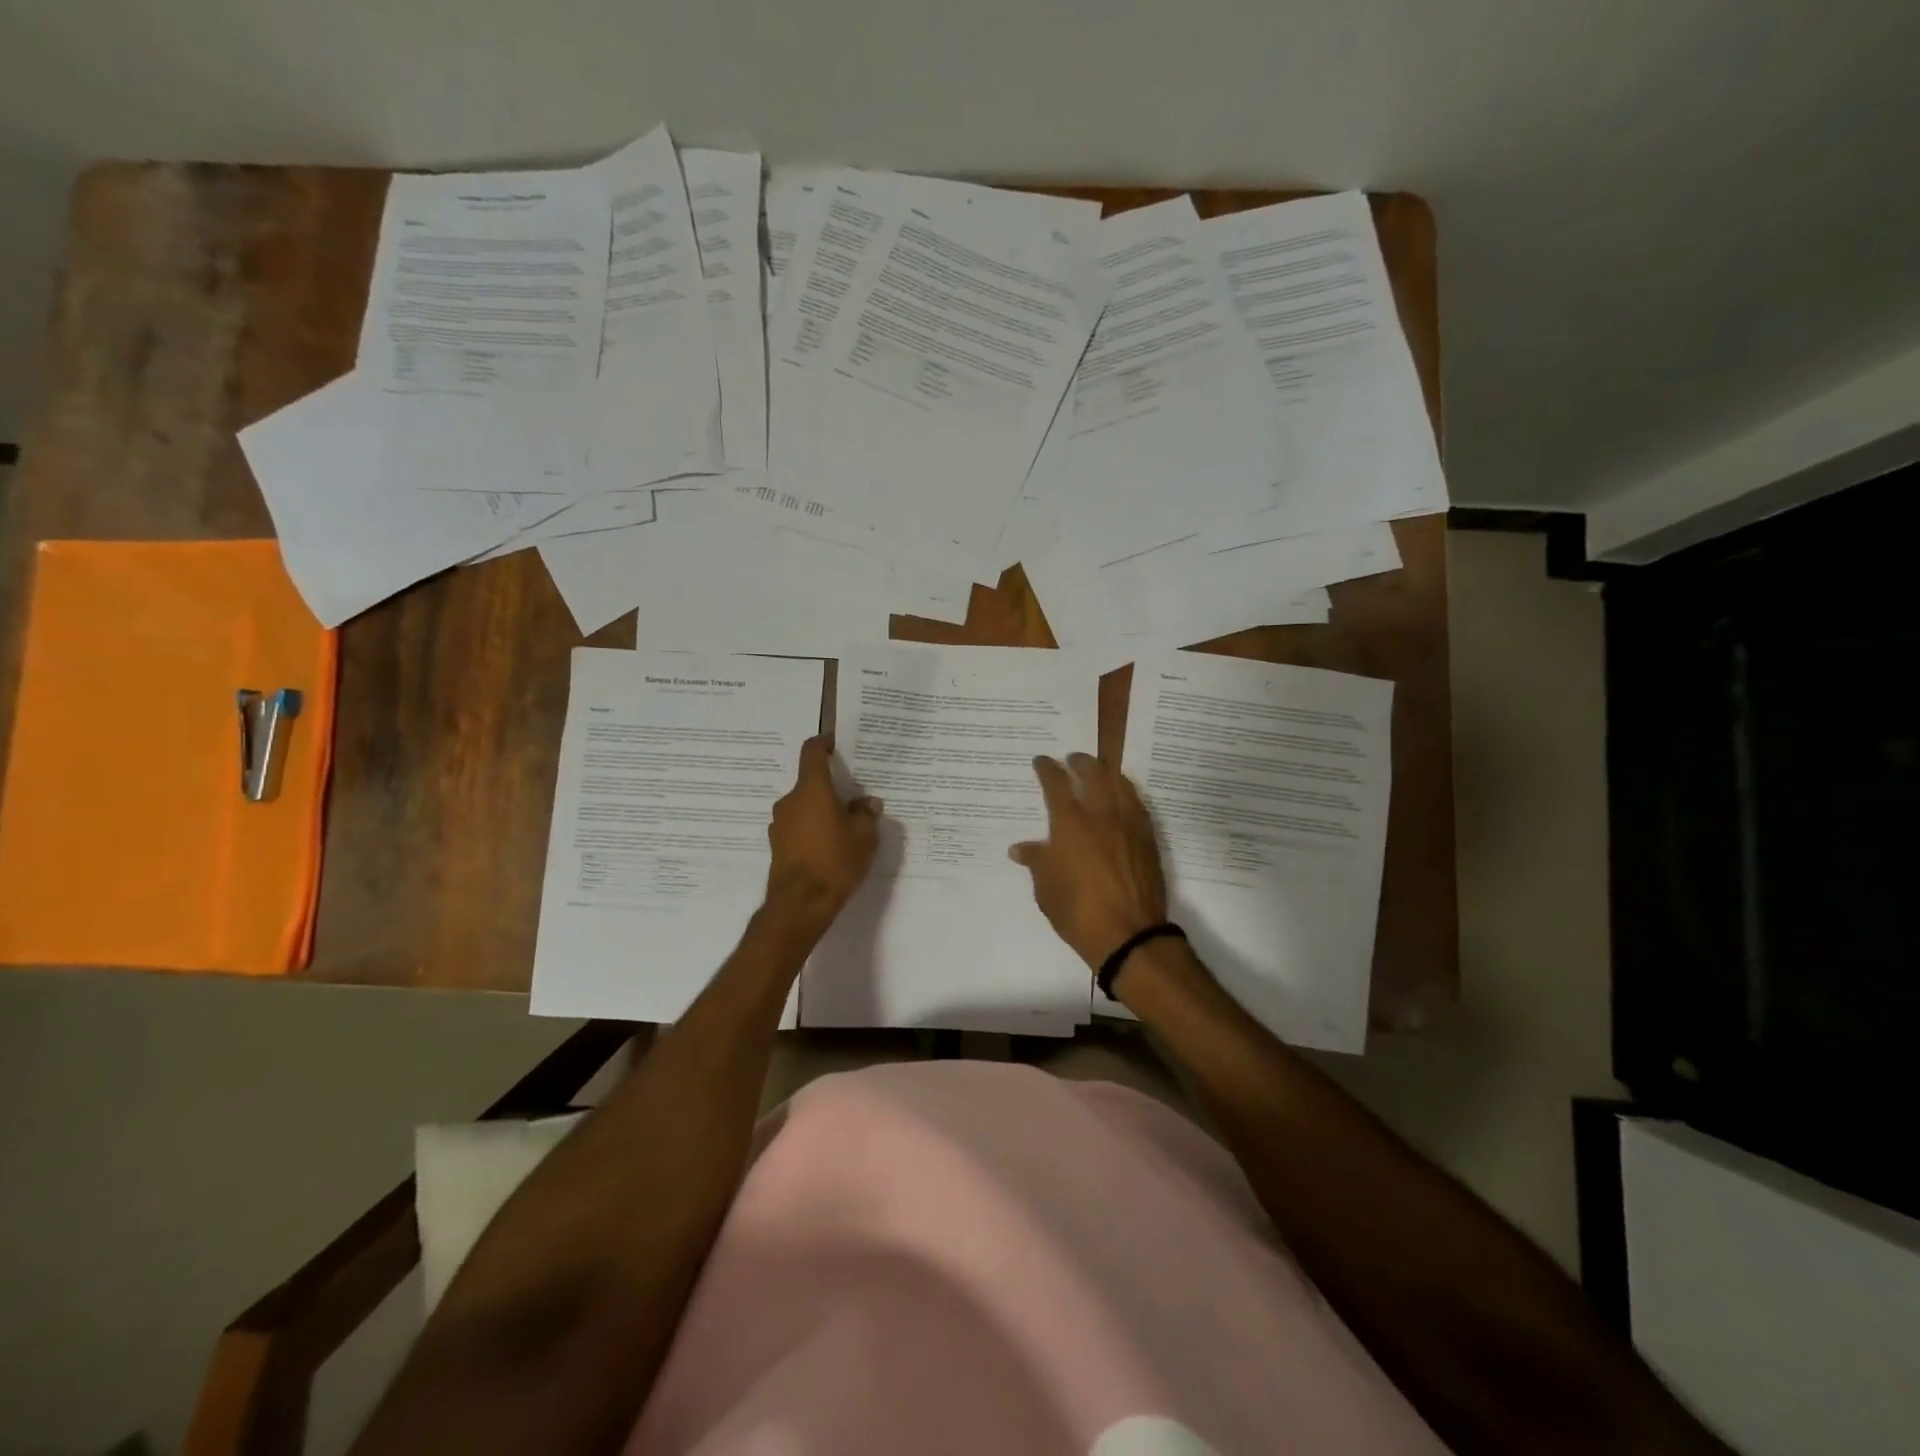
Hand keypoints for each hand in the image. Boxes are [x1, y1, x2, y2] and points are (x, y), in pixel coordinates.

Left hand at [765, 735, 881, 928]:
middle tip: (854, 800)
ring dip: (822, 811)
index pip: (812, 752)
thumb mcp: (864, 837)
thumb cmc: (835, 861)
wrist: (800, 905)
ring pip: (804, 806)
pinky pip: (798, 827)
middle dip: (832, 788)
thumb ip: (866, 814)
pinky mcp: (777, 845)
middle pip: (811, 783)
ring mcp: (780, 824)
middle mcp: (790, 801)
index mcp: (812, 790)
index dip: (824, 744)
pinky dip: (812, 829)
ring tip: (845, 828)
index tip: (836, 745)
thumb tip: (868, 802)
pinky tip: (829, 847)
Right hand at [1009, 753, 1168, 970]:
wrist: (1128, 933)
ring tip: (1100, 772)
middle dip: (1080, 761)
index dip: (1047, 768)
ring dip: (1107, 772)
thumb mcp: (1045, 888)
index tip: (1041, 761)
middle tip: (1072, 759)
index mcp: (1069, 822)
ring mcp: (1128, 823)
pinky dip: (1126, 792)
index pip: (1056, 783)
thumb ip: (1036, 861)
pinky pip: (1137, 803)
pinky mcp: (1148, 837)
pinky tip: (1122, 798)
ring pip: (1120, 782)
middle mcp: (1100, 813)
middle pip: (1093, 772)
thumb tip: (1020, 848)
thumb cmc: (1077, 911)